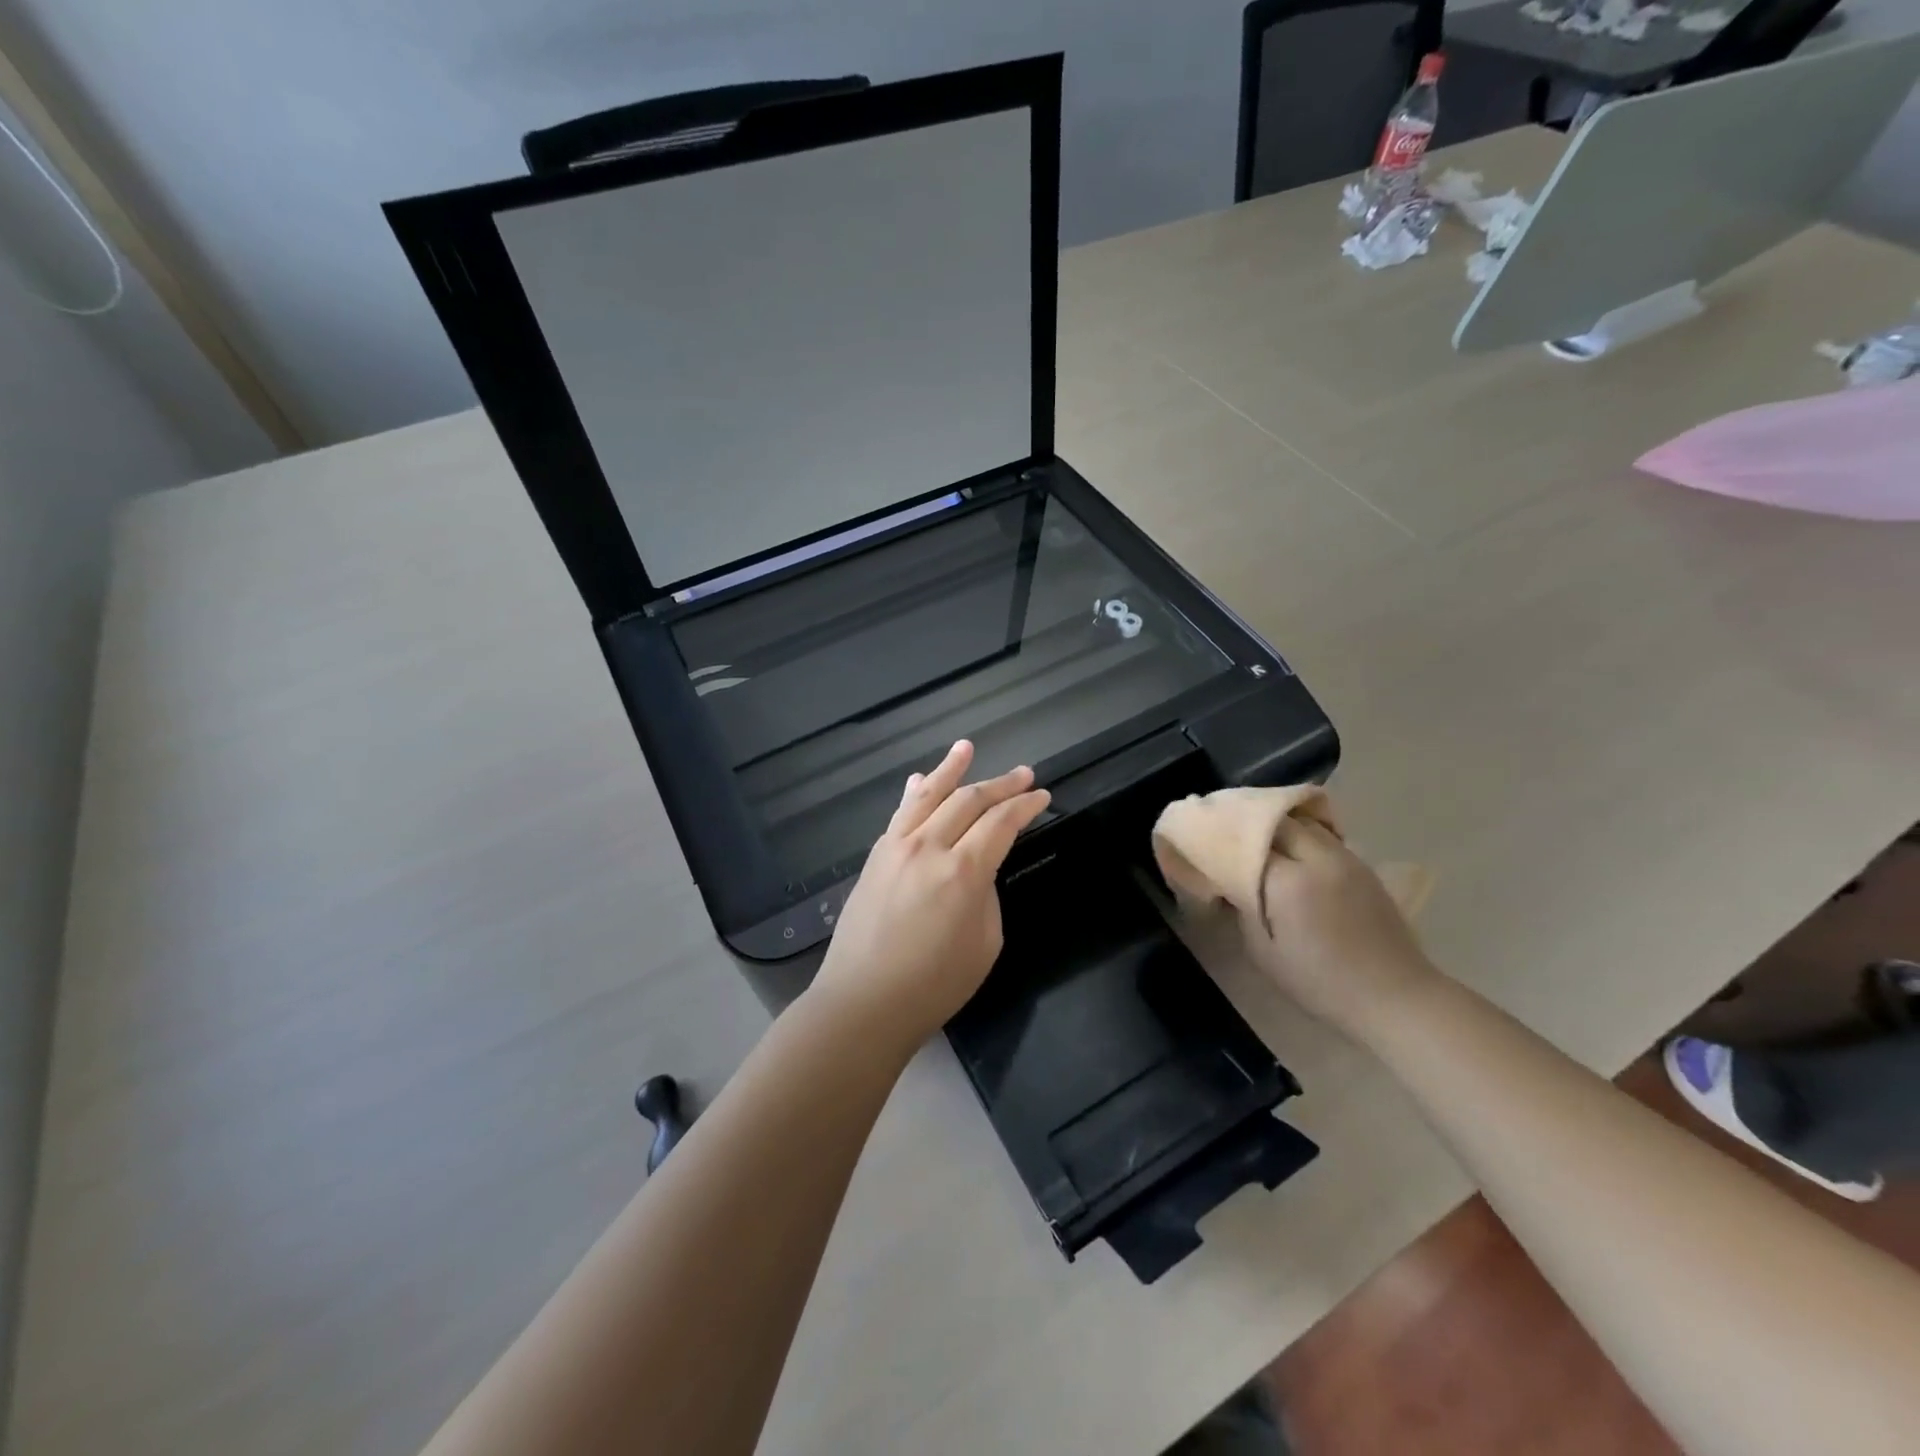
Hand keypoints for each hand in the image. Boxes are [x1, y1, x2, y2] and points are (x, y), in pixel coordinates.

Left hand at [808, 741, 1050, 1049]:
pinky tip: (921, 780)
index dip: (1025, 805)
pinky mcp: (876, 856)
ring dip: (951, 769)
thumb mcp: (985, 944)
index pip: (1001, 823)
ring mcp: (896, 847)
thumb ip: (986, 894)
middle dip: (1000, 784)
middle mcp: (928, 847)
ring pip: (929, 795)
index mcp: (963, 871)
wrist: (863, 1002)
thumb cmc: (934, 985)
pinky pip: (900, 813)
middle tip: (1024, 774)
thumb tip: (977, 870)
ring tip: (967, 747)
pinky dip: (915, 793)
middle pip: (969, 801)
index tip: (1043, 795)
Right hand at [1242, 813, 1436, 1032]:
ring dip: (1279, 824)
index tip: (1205, 843)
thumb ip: (1242, 910)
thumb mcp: (1264, 954)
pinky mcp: (1362, 866)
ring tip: (1259, 837)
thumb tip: (1229, 884)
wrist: (1395, 996)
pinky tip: (1294, 852)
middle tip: (1230, 835)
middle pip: (1276, 820)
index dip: (1223, 839)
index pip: (1245, 841)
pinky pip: (1325, 836)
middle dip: (1250, 823)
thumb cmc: (1321, 982)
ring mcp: (1345, 858)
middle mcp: (1317, 858)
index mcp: (1288, 880)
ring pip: (1304, 821)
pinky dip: (1303, 834)